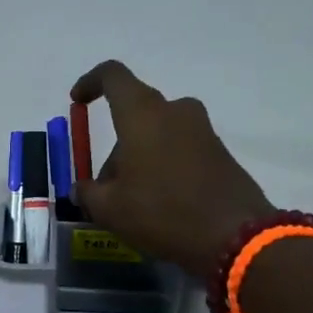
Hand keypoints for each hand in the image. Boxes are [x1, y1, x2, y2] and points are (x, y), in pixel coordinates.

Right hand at [70, 60, 275, 275]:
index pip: (113, 76)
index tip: (78, 101)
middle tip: (106, 187)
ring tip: (134, 201)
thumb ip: (88, 193)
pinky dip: (165, 166)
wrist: (234, 236)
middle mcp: (175, 111)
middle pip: (135, 114)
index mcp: (143, 114)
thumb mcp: (110, 209)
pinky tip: (162, 203)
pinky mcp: (220, 152)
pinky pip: (181, 149)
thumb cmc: (162, 212)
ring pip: (159, 133)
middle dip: (116, 146)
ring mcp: (203, 130)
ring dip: (141, 158)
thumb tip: (82, 189)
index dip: (91, 82)